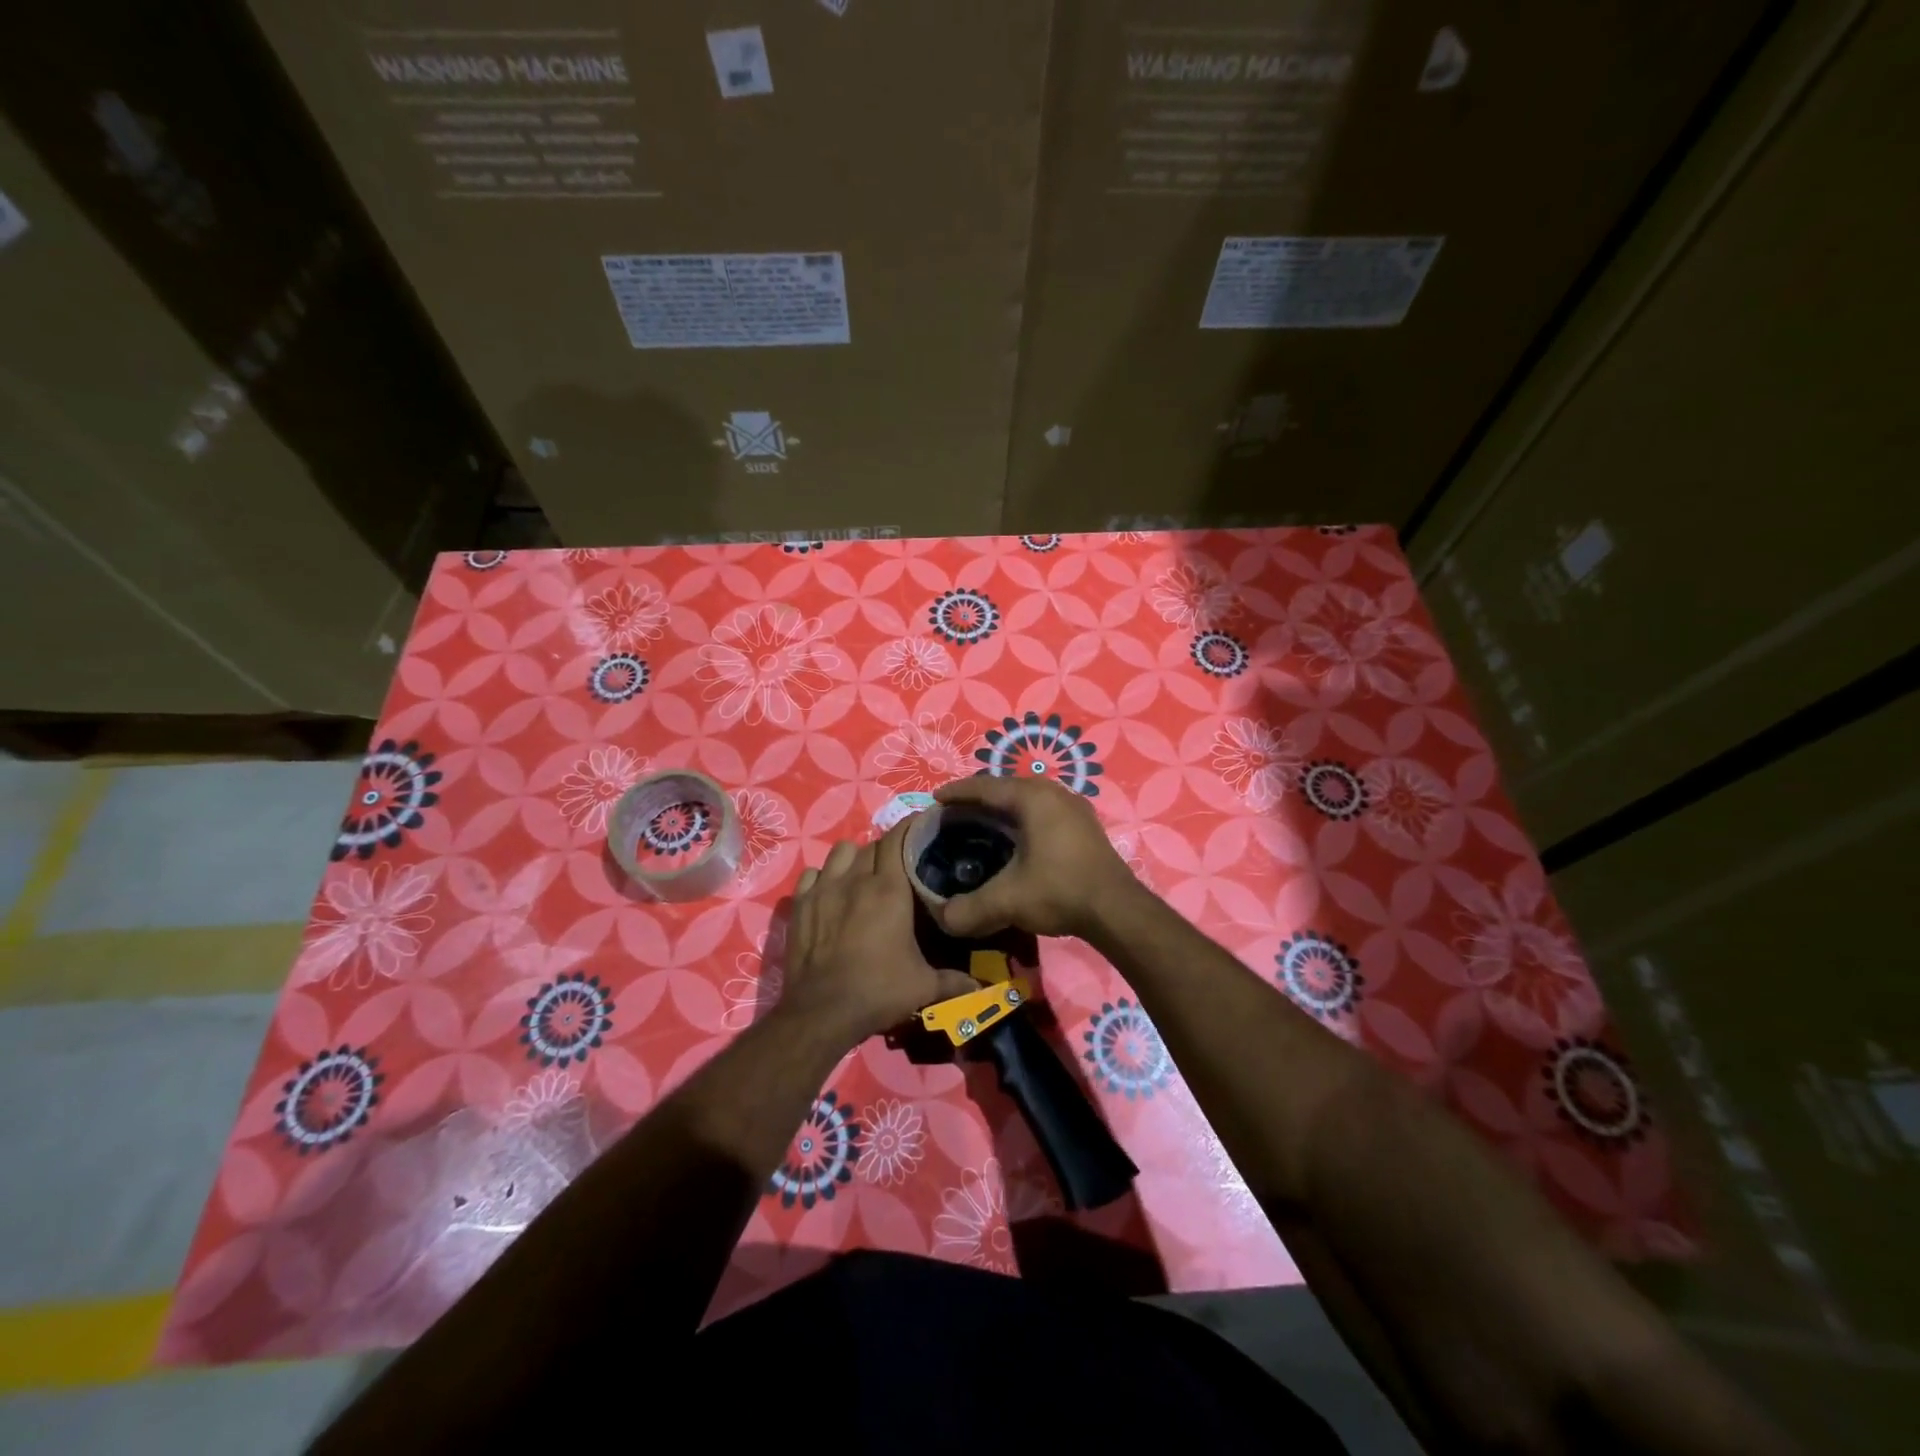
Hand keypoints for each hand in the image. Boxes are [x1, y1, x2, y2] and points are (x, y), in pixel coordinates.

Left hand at [779, 820, 978, 1046]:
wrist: (822, 1012)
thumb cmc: (878, 991)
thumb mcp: (923, 987)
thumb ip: (953, 981)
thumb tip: (979, 986)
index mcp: (889, 889)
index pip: (898, 838)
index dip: (910, 828)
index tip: (922, 827)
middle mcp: (856, 879)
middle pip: (872, 844)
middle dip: (886, 849)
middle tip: (897, 865)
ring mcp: (824, 889)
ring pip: (840, 852)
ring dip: (854, 858)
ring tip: (862, 874)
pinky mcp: (800, 904)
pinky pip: (812, 874)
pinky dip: (823, 877)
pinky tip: (830, 893)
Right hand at [927, 777, 1141, 939]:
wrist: (1117, 910)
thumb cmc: (1060, 891)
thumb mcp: (1008, 901)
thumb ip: (969, 908)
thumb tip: (943, 918)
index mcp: (1032, 798)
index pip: (985, 786)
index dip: (957, 792)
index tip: (935, 800)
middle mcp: (1053, 793)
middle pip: (1005, 788)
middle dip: (977, 799)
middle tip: (953, 815)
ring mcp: (1072, 806)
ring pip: (1026, 798)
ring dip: (1001, 808)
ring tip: (979, 824)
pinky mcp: (1083, 824)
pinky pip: (1042, 810)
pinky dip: (1021, 817)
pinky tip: (1014, 838)